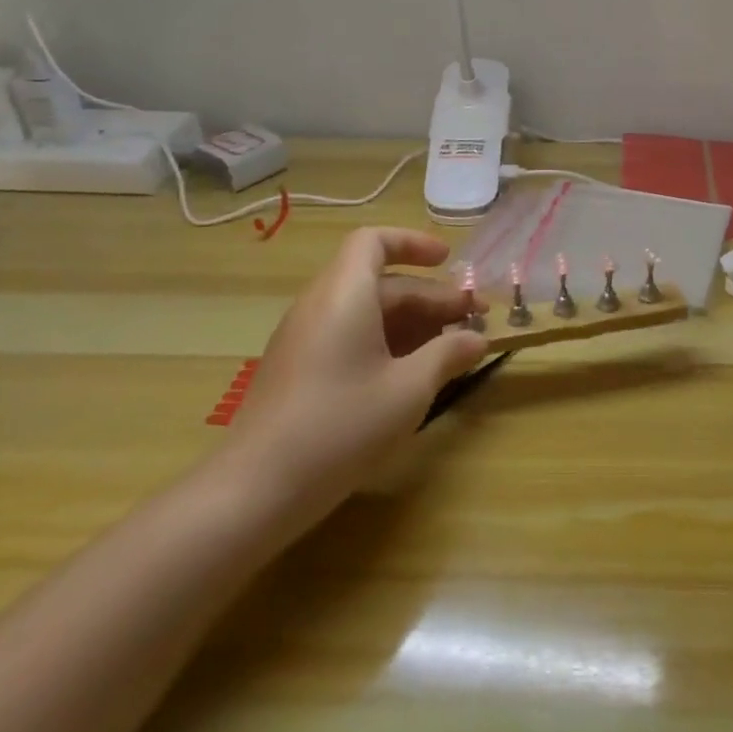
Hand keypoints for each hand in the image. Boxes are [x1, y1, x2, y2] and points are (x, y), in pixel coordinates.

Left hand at [222, 227, 488, 529]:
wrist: (255, 490)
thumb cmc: (341, 426)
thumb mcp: (409, 389)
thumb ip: (448, 355)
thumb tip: (477, 339)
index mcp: (344, 295)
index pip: (374, 242)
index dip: (414, 243)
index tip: (450, 261)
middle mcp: (320, 306)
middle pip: (380, 282)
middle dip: (430, 296)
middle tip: (473, 320)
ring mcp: (305, 339)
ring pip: (366, 312)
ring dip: (412, 322)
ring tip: (451, 348)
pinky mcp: (299, 370)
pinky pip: (349, 336)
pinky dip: (386, 342)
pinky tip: (412, 374)